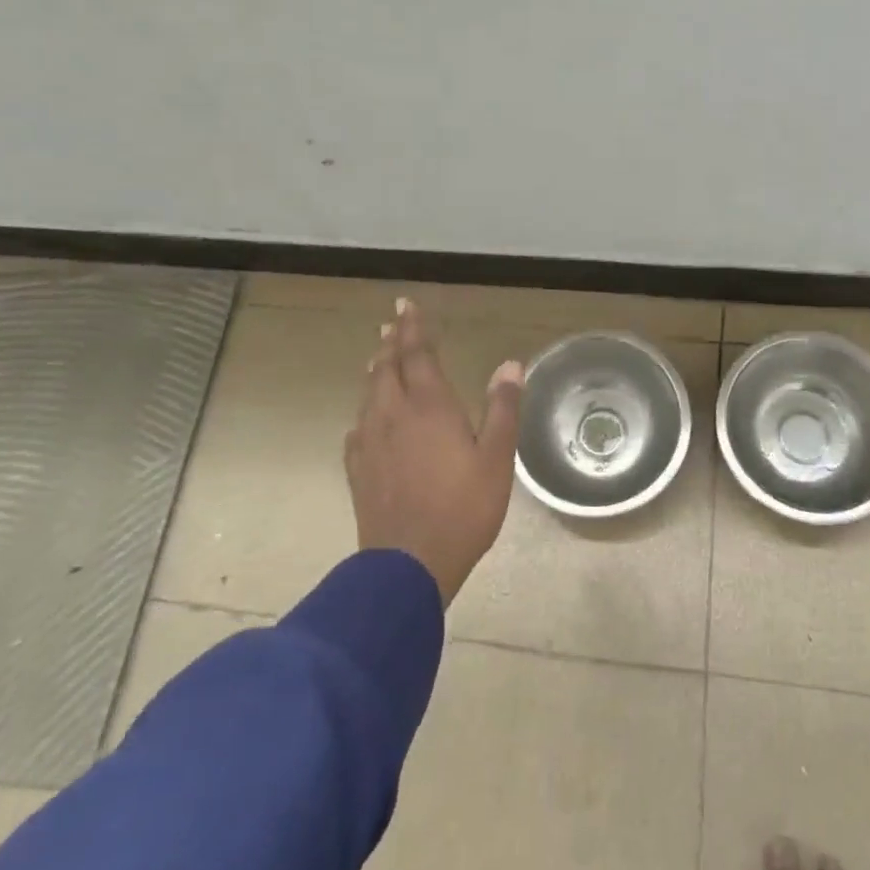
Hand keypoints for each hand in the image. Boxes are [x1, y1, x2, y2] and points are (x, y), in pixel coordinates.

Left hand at [345, 299, 523, 604]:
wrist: (408, 565)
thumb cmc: (463, 508)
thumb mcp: (496, 458)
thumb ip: (502, 407)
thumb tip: (511, 363)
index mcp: (430, 406)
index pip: (418, 354)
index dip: (413, 328)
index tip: (406, 305)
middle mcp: (394, 414)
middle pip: (388, 367)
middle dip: (392, 341)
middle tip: (392, 322)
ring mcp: (371, 441)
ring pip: (370, 392)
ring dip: (377, 369)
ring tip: (380, 356)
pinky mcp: (358, 468)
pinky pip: (358, 425)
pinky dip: (365, 408)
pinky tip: (367, 417)